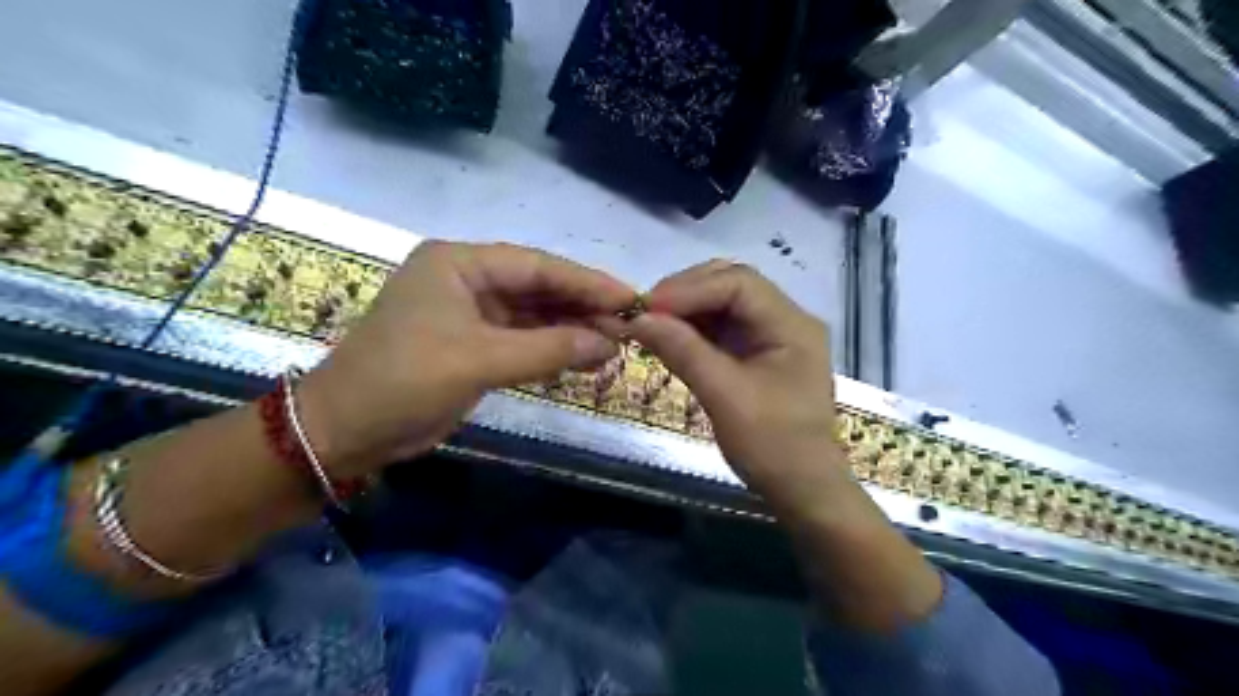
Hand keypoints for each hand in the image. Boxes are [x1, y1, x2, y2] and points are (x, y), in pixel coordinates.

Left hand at [294, 241, 632, 478]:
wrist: (345, 431)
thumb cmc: (404, 381)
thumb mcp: (480, 360)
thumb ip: (548, 349)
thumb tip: (609, 344)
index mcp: (459, 263)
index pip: (537, 265)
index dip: (586, 282)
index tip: (630, 296)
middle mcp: (467, 280)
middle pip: (538, 287)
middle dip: (582, 307)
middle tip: (630, 325)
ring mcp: (471, 314)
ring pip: (534, 315)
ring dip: (571, 330)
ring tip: (615, 344)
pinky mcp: (473, 344)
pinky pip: (523, 340)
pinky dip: (552, 350)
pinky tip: (585, 358)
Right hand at [631, 262, 841, 516]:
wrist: (802, 490)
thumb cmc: (771, 445)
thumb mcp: (724, 395)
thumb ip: (683, 350)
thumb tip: (637, 319)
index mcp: (792, 325)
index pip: (738, 283)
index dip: (689, 289)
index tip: (647, 307)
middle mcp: (786, 320)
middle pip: (731, 285)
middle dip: (686, 294)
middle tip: (646, 312)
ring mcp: (773, 336)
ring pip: (724, 304)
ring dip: (686, 310)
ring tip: (651, 323)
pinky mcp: (758, 354)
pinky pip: (723, 328)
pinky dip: (694, 329)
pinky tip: (669, 337)